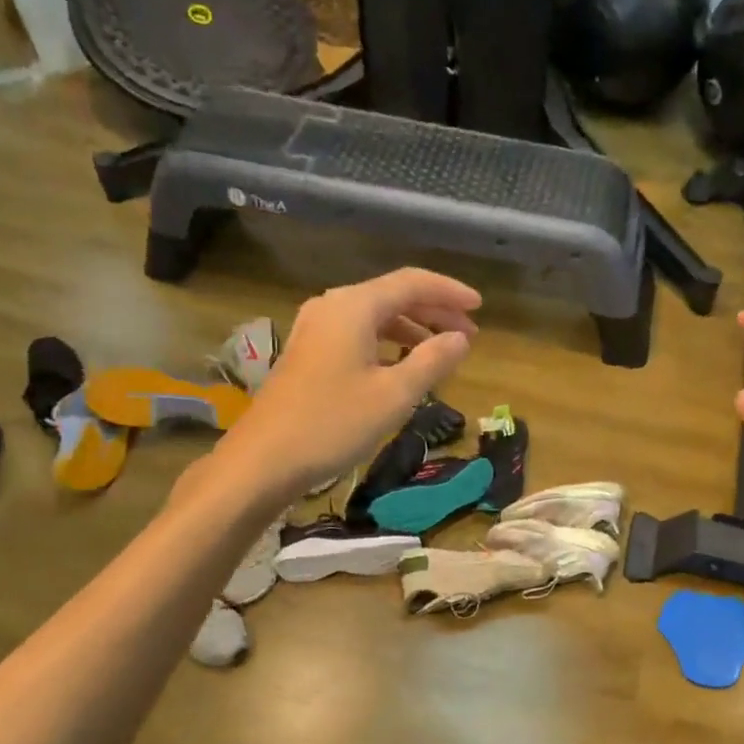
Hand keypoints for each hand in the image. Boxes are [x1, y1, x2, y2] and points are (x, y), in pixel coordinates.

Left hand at [226, 268, 480, 489]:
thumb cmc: (333, 423)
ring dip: (412, 329)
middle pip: (392, 296)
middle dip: (434, 312)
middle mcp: (332, 307)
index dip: (449, 292)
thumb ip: (432, 360)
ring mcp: (315, 330)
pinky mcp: (308, 353)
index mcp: (354, 306)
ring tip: (441, 352)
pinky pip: (358, 334)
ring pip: (375, 316)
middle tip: (468, 335)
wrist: (263, 460)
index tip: (480, 308)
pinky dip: (387, 343)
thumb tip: (460, 339)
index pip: (412, 283)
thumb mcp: (394, 394)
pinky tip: (402, 366)